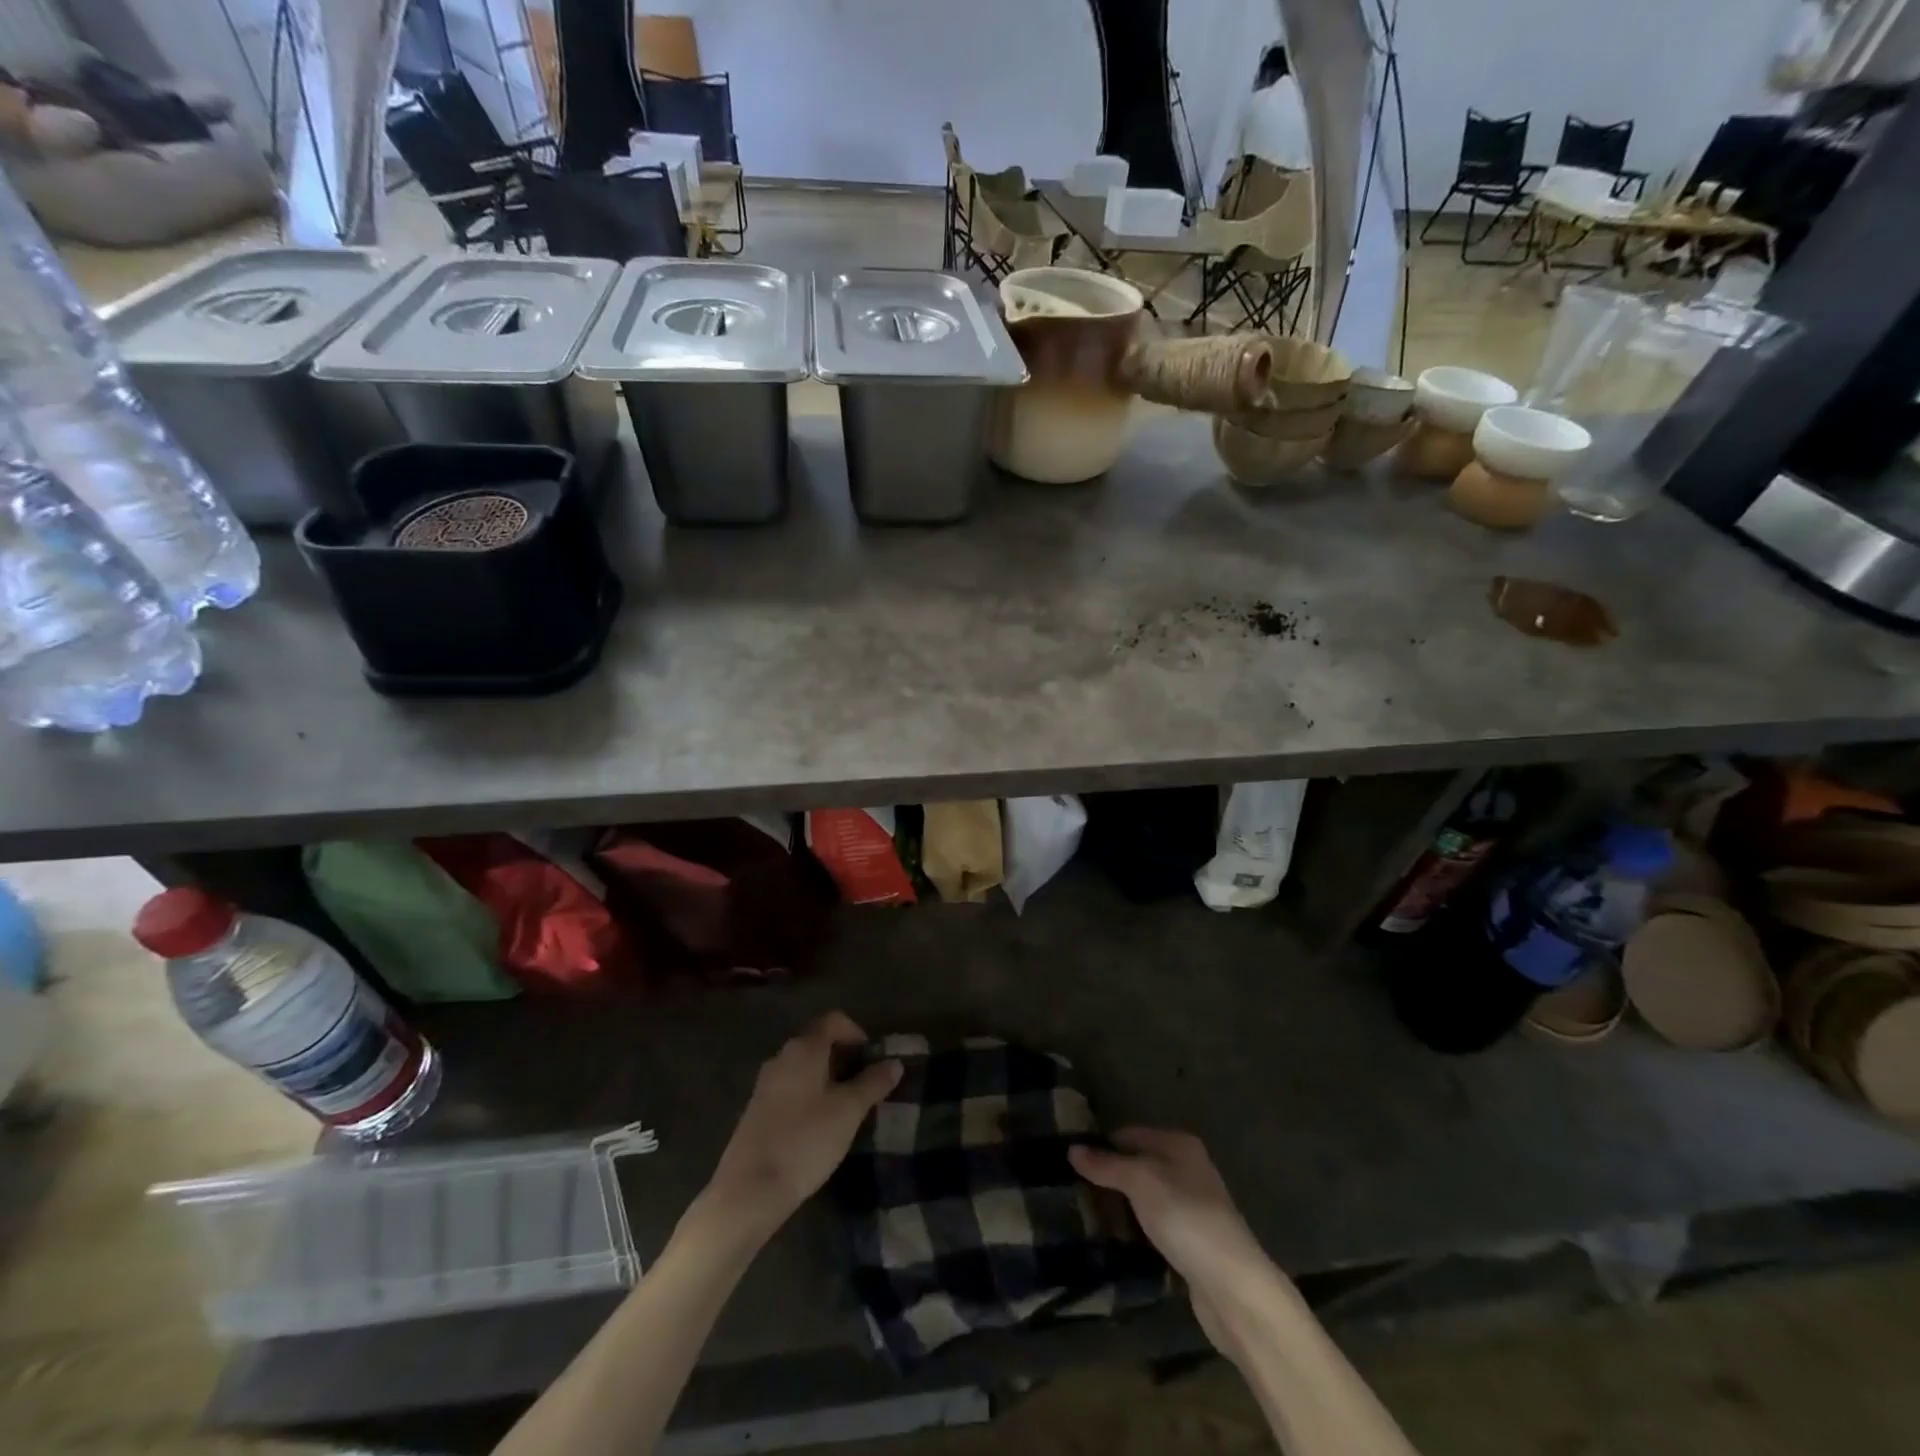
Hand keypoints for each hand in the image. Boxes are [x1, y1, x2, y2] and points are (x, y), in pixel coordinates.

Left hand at [700, 1011, 900, 1244]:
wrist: (749, 1190)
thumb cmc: (805, 1141)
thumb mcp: (848, 1112)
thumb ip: (873, 1083)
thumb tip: (894, 1063)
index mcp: (803, 1048)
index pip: (834, 1020)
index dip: (857, 1033)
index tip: (873, 1061)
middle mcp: (782, 1057)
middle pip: (818, 1042)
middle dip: (845, 1058)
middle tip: (866, 1086)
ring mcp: (766, 1083)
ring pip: (805, 1067)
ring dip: (829, 1078)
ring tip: (847, 1108)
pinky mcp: (758, 1109)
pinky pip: (791, 1087)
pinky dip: (811, 1094)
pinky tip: (820, 1125)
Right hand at [1069, 1128, 1283, 1352]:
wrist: (1232, 1286)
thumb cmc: (1184, 1218)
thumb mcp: (1140, 1182)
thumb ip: (1106, 1165)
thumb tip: (1072, 1149)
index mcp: (1179, 1144)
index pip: (1130, 1133)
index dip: (1102, 1144)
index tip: (1071, 1161)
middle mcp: (1188, 1168)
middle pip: (1138, 1164)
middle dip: (1110, 1176)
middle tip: (1075, 1189)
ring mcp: (1192, 1206)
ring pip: (1146, 1196)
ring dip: (1122, 1204)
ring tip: (1088, 1213)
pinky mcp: (1191, 1240)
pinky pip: (1154, 1223)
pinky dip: (1136, 1227)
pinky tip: (1117, 1237)